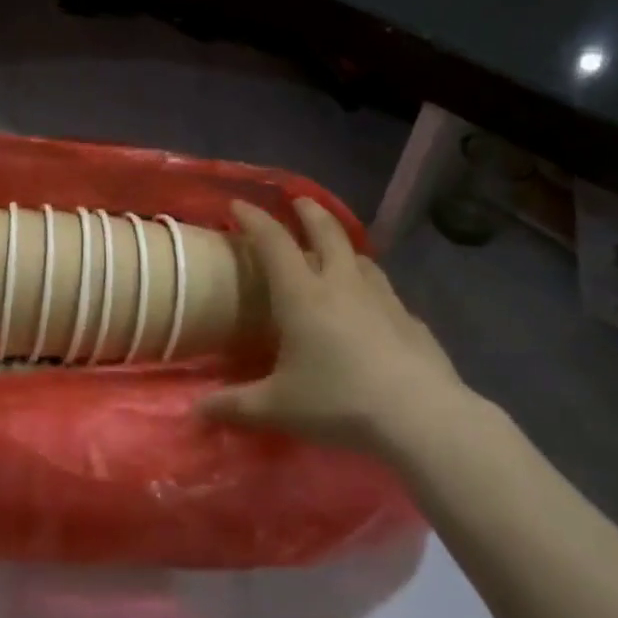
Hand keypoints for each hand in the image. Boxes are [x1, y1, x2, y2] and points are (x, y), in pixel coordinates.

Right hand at [199, 200, 469, 452]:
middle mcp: (342, 284)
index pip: (273, 242)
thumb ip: (235, 405)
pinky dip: (370, 287)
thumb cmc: (339, 401)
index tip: (238, 204)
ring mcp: (382, 298)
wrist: (421, 416)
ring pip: (360, 257)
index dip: (254, 219)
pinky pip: (385, 292)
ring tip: (336, 249)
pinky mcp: (410, 320)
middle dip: (309, 212)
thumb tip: (196, 410)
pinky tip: (371, 307)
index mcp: (303, 295)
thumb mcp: (278, 407)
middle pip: (326, 232)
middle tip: (298, 201)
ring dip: (343, 245)